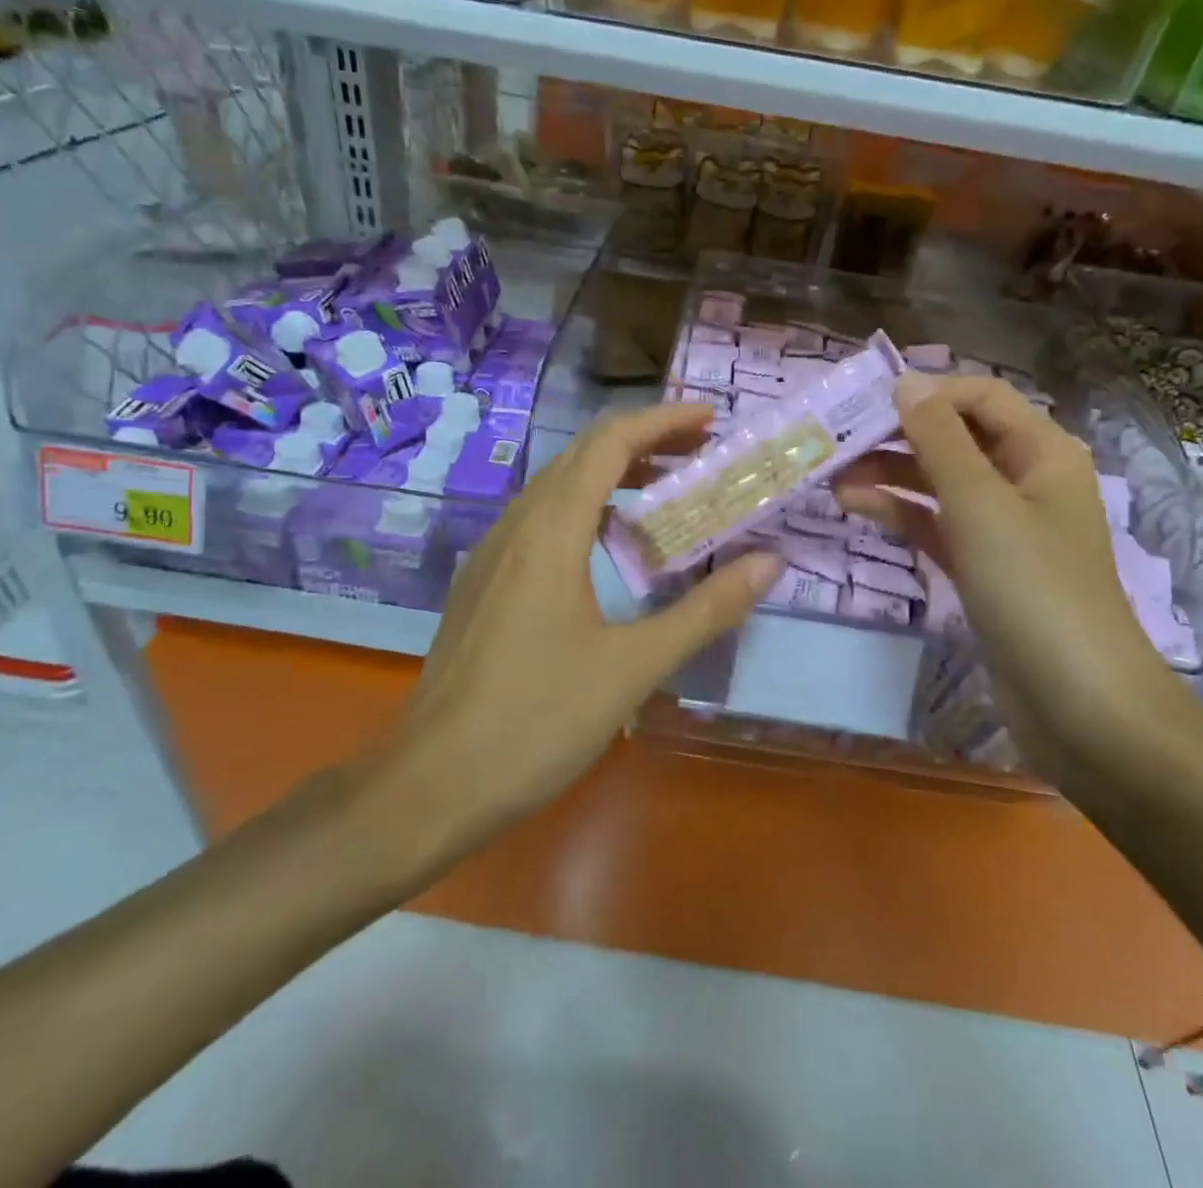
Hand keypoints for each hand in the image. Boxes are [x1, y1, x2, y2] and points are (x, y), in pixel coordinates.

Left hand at [367, 405, 780, 859]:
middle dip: (644, 441)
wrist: (432, 783)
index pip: (609, 443)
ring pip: (557, 486)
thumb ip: (706, 611)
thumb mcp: (634, 667)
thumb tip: (769, 564)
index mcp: (550, 532)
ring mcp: (491, 554)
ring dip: (613, 474)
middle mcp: (516, 526)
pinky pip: (539, 519)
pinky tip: (609, 546)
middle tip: (701, 453)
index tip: (711, 420)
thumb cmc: (537, 720)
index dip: (663, 420)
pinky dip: (585, 508)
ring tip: (666, 490)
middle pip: (582, 454)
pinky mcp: (483, 584)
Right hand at [833, 374, 1171, 761]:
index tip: (865, 400)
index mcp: (1042, 452)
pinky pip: (937, 524)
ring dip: (891, 473)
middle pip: (957, 438)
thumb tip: (906, 382)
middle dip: (899, 434)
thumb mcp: (980, 504)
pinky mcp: (984, 568)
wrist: (1078, 703)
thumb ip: (939, 439)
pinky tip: (856, 505)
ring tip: (833, 474)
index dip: (927, 391)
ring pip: (940, 482)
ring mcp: (1004, 528)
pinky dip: (901, 512)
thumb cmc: (1033, 587)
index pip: (980, 397)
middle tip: (837, 438)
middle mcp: (1025, 480)